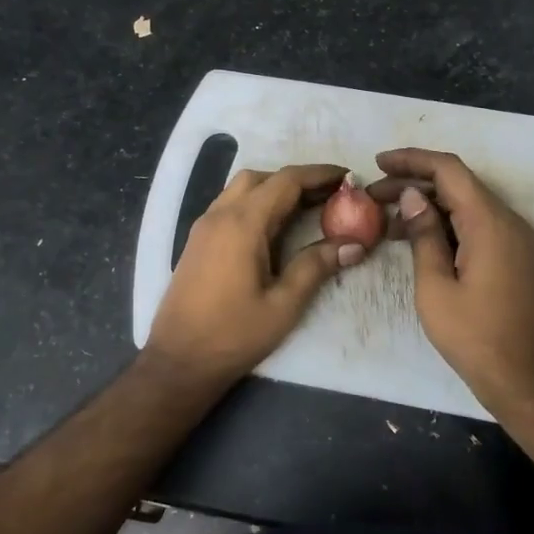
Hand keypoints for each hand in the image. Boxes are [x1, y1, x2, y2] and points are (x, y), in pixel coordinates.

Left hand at [143, 164, 366, 387]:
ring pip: (241, 188)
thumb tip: (354, 244)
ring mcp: (204, 226)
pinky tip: (274, 228)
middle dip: (297, 180)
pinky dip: (256, 203)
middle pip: (261, 178)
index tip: (347, 177)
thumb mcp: (283, 305)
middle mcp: (219, 215)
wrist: (178, 359)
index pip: (285, 181)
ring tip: (306, 209)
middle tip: (329, 196)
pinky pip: (229, 205)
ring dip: (274, 190)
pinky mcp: (197, 241)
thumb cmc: (233, 334)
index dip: (318, 174)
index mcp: (242, 224)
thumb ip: (316, 267)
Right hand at [367, 148, 533, 409]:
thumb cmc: (475, 336)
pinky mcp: (511, 256)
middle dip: (413, 183)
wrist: (527, 379)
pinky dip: (444, 224)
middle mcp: (506, 221)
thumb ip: (423, 236)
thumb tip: (412, 198)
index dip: (412, 160)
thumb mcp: (435, 287)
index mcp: (488, 222)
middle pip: (457, 184)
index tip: (378, 163)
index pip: (449, 170)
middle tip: (372, 196)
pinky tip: (414, 239)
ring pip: (464, 204)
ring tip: (385, 220)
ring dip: (426, 205)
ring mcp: (512, 239)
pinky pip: (474, 224)